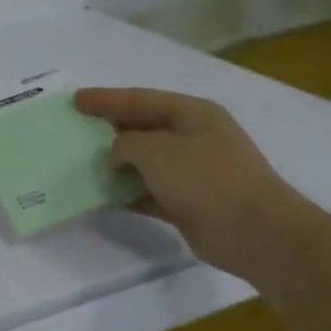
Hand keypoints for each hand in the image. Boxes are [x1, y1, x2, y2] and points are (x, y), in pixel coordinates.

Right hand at [72, 87, 319, 281]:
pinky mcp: (188, 202)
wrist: (254, 231)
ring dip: (115, 164)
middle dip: (109, 129)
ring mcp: (193, 172)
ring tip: (81, 164)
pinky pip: (148, 192)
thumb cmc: (205, 178)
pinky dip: (127, 193)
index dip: (106, 99)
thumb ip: (126, 144)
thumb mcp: (156, 150)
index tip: (75, 100)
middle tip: (76, 130)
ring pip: (144, 162)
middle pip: (142, 128)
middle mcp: (194, 138)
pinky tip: (102, 196)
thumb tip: (117, 155)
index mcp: (192, 114)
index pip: (140, 99)